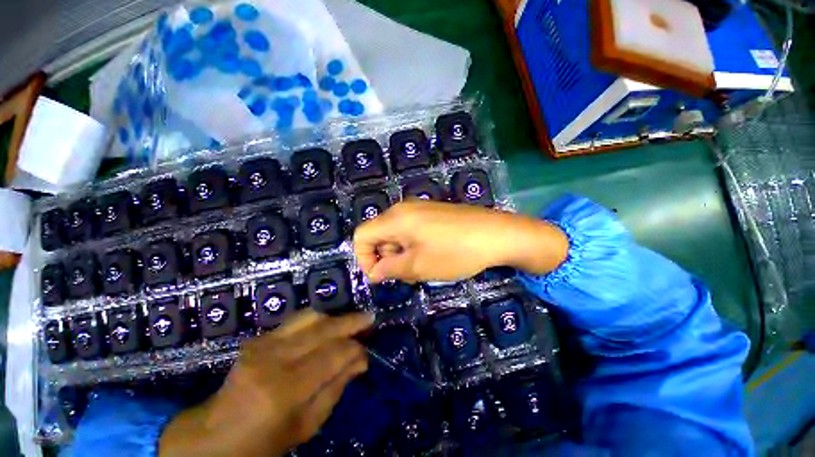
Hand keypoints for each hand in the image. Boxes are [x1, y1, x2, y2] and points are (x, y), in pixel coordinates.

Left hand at [159, 310, 373, 456]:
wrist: (215, 435)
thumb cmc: (266, 440)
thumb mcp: (308, 424)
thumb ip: (337, 387)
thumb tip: (362, 359)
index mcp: (286, 388)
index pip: (333, 354)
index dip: (355, 347)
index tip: (368, 348)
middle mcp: (275, 358)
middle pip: (323, 329)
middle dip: (351, 321)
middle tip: (370, 318)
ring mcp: (263, 344)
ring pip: (311, 316)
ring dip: (335, 317)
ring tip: (350, 321)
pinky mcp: (258, 338)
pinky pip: (296, 320)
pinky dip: (317, 320)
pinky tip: (327, 326)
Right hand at [353, 200, 567, 282]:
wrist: (497, 234)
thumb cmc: (455, 252)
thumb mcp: (419, 266)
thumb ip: (390, 268)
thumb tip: (375, 271)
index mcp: (395, 218)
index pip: (362, 236)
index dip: (364, 259)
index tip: (380, 277)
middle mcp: (404, 208)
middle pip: (379, 234)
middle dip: (386, 257)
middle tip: (407, 274)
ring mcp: (420, 209)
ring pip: (396, 234)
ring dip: (401, 253)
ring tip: (423, 267)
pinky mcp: (433, 213)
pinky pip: (412, 230)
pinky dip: (413, 245)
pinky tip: (432, 255)